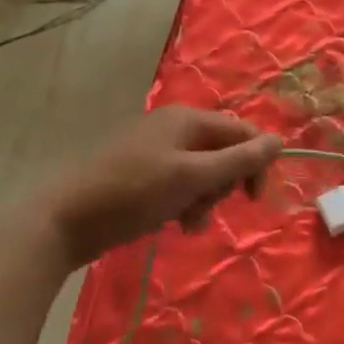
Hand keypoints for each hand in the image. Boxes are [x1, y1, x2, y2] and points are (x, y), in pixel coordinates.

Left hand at [37, 107, 282, 267]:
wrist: (63, 221)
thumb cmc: (132, 194)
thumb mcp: (191, 177)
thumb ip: (238, 160)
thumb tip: (280, 140)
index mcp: (188, 119)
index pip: (243, 133)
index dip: (256, 163)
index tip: (253, 200)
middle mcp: (175, 128)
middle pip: (224, 152)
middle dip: (224, 184)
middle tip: (206, 207)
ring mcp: (157, 151)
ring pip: (204, 173)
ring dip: (205, 199)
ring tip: (188, 222)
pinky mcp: (143, 175)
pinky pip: (181, 184)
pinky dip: (186, 203)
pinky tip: (176, 224)